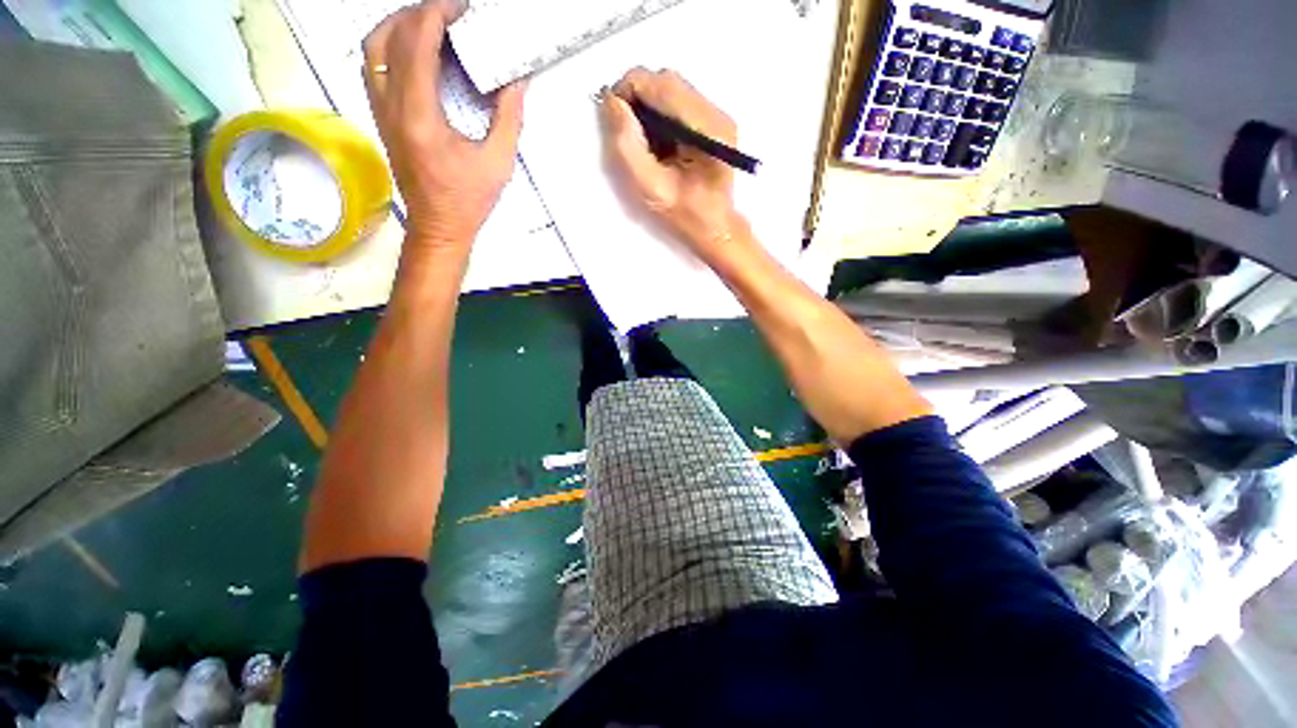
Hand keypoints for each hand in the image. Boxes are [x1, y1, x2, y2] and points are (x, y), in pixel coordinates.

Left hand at [363, 1, 526, 253]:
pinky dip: (391, 46)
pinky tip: (415, 50)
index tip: (459, 6)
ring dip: (398, 25)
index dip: (435, 14)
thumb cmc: (468, 201)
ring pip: (372, 48)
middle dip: (416, 13)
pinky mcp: (381, 117)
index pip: (416, 44)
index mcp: (420, 116)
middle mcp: (391, 107)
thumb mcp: (498, 162)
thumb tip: (517, 81)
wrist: (438, 226)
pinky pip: (374, 66)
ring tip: (430, 22)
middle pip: (386, 37)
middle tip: (447, 11)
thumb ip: (508, 118)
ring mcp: (380, 111)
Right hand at [600, 68, 744, 254]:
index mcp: (706, 129)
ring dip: (649, 109)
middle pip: (666, 81)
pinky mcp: (713, 123)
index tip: (614, 118)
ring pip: (672, 90)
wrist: (715, 229)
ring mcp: (717, 116)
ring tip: (644, 143)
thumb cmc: (686, 216)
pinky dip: (661, 117)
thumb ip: (628, 146)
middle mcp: (716, 113)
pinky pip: (679, 103)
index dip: (629, 91)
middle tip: (627, 133)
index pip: (660, 84)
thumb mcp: (651, 188)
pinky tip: (659, 144)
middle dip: (639, 100)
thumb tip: (612, 102)